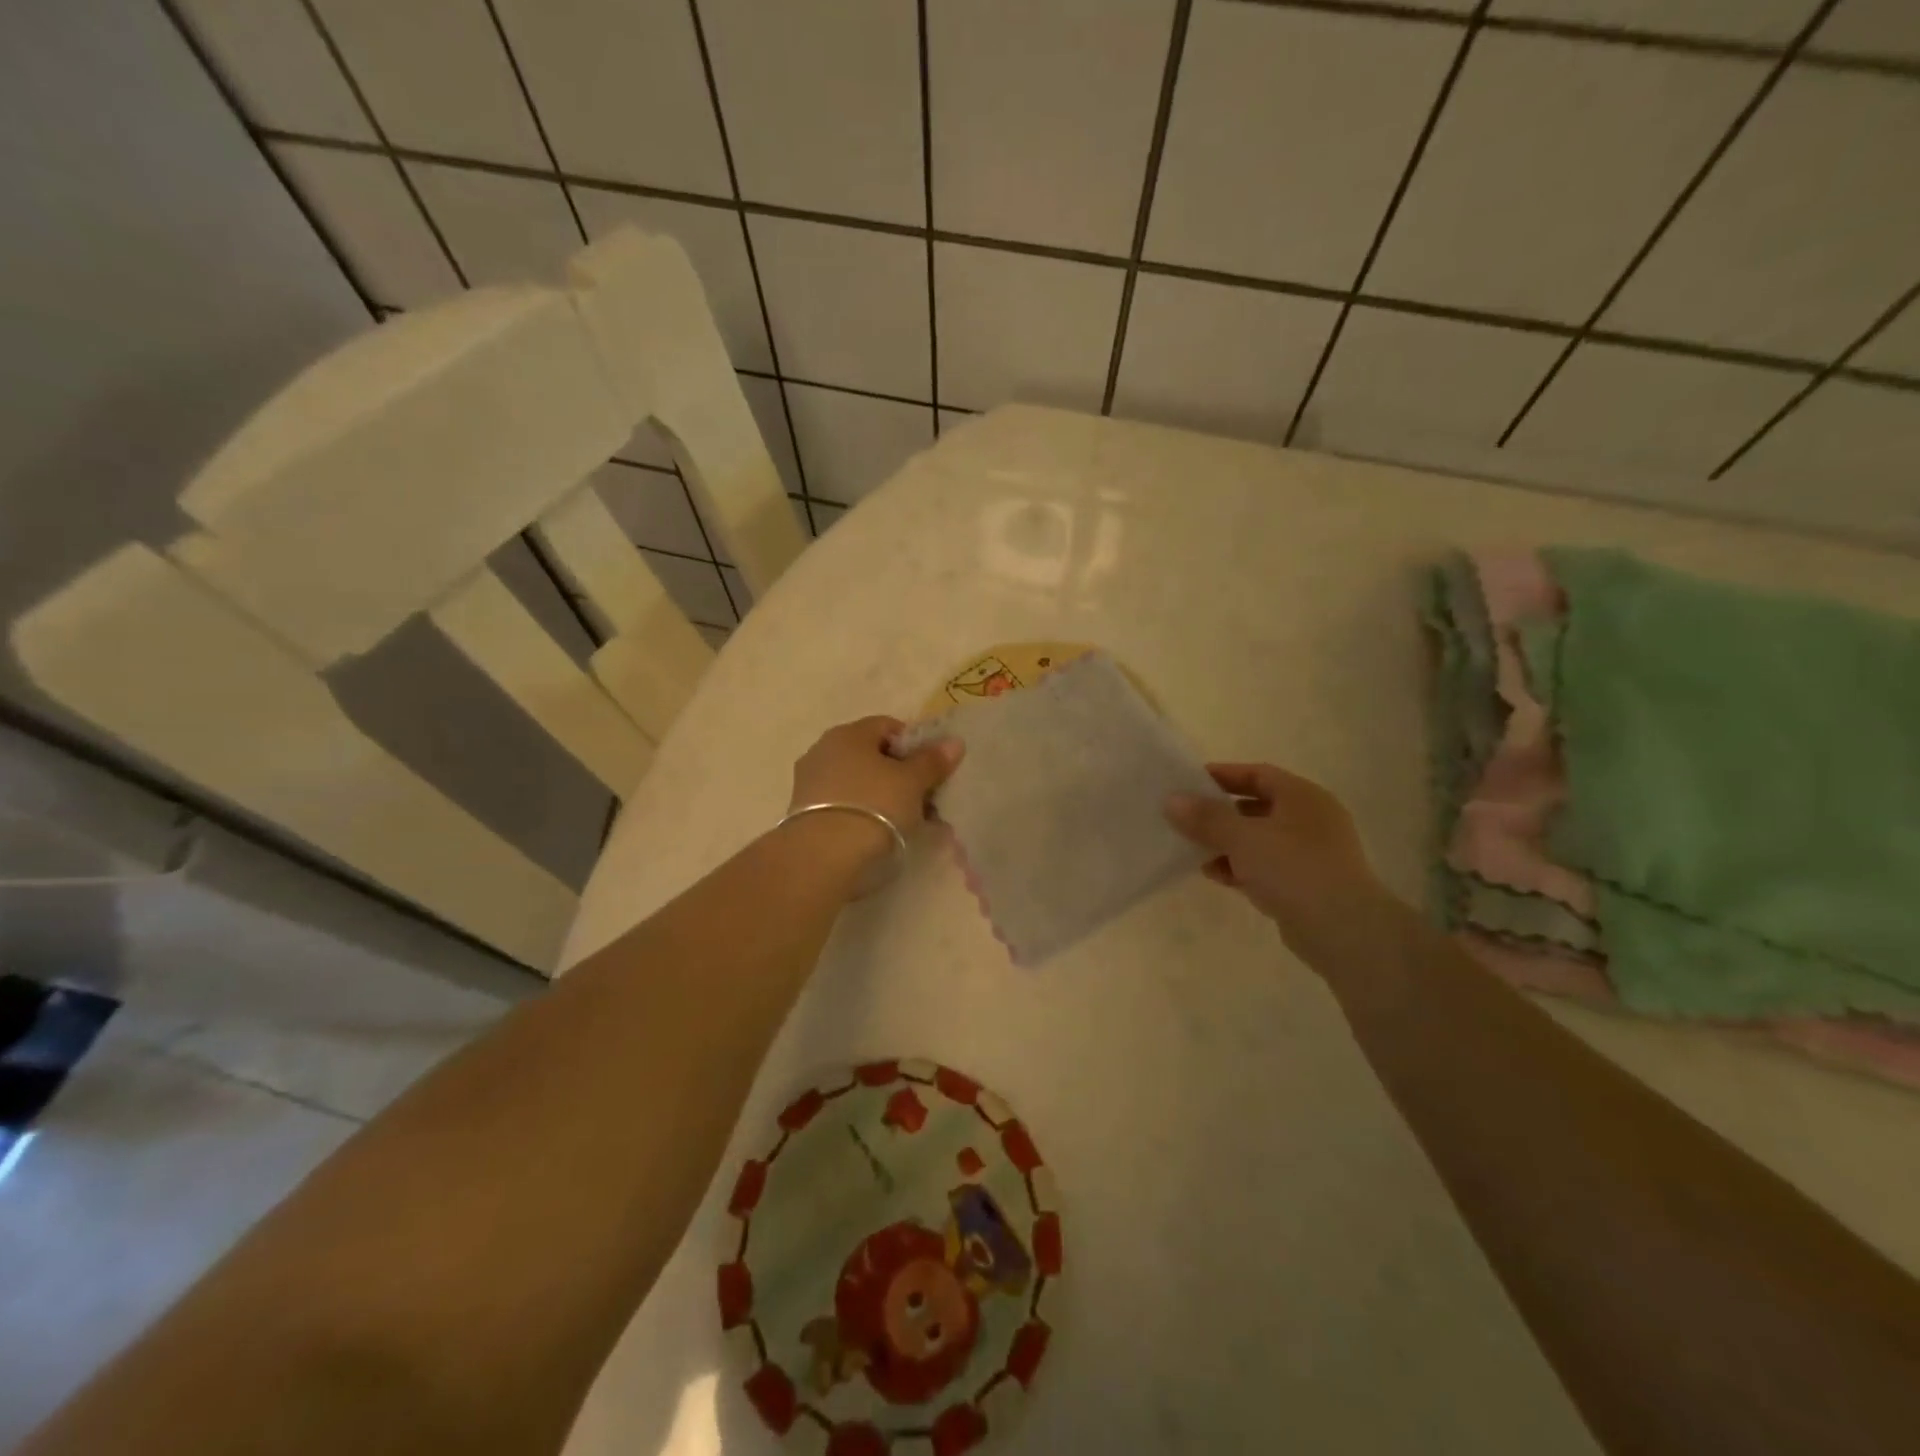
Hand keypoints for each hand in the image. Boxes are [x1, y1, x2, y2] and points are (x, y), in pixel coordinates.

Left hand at [789, 716, 963, 860]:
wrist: (822, 858)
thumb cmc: (874, 807)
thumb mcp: (912, 783)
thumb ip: (932, 761)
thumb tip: (954, 742)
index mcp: (848, 733)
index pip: (888, 726)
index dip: (914, 745)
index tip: (931, 770)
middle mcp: (823, 750)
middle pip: (871, 755)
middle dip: (900, 774)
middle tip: (924, 799)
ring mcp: (809, 783)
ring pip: (858, 782)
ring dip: (882, 796)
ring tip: (906, 822)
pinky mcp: (803, 814)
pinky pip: (844, 805)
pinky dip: (863, 813)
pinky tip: (879, 834)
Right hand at [1166, 763, 1395, 962]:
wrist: (1344, 931)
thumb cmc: (1294, 869)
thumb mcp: (1243, 837)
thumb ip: (1206, 818)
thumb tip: (1172, 800)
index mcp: (1303, 797)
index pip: (1258, 774)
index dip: (1223, 775)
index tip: (1189, 782)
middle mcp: (1311, 820)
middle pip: (1257, 807)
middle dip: (1220, 813)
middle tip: (1186, 817)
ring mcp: (1310, 855)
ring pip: (1259, 840)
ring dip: (1226, 843)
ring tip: (1193, 849)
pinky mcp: (1305, 886)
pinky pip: (1265, 867)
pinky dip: (1240, 867)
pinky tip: (1214, 875)